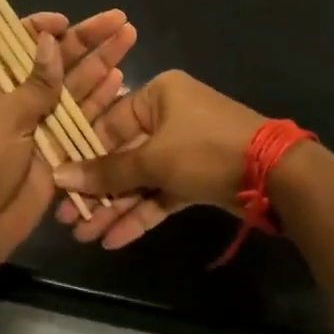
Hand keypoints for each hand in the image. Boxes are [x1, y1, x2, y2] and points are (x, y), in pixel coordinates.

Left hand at [0, 10, 137, 273]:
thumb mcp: (1, 118)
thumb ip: (34, 84)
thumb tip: (50, 40)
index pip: (17, 44)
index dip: (44, 30)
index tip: (68, 22)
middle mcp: (16, 99)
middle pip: (55, 63)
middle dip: (87, 42)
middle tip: (120, 21)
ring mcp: (39, 125)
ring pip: (74, 89)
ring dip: (100, 66)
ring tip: (129, 40)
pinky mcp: (58, 151)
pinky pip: (83, 122)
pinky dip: (101, 102)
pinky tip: (121, 82)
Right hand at [52, 70, 265, 249]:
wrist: (275, 175)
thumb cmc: (205, 150)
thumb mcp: (153, 159)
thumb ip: (107, 171)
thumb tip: (60, 176)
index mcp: (158, 94)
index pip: (108, 123)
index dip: (82, 155)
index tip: (59, 182)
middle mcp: (169, 116)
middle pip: (123, 155)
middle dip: (97, 189)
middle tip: (68, 218)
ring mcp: (184, 148)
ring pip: (141, 179)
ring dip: (115, 206)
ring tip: (86, 236)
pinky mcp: (197, 176)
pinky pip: (161, 193)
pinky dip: (140, 213)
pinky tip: (114, 239)